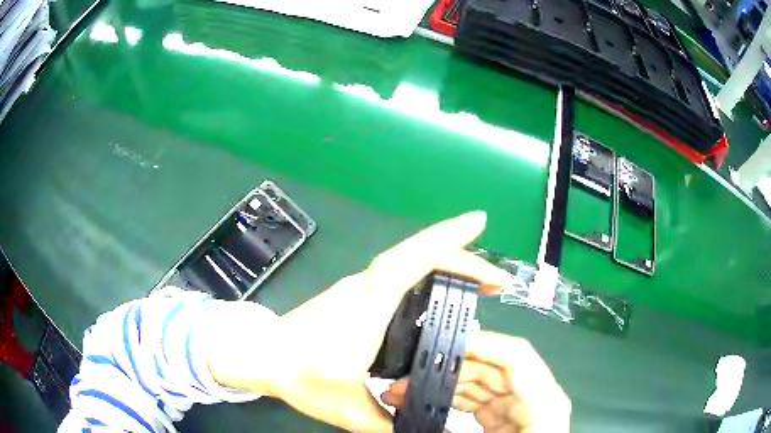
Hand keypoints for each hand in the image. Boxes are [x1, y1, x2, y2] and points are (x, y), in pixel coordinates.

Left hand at [205, 211, 512, 431]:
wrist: (262, 353)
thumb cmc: (298, 373)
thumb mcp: (344, 406)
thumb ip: (385, 423)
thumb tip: (424, 432)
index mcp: (368, 306)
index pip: (410, 260)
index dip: (447, 238)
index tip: (478, 221)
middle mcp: (366, 287)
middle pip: (419, 256)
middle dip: (464, 259)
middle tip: (498, 282)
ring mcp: (359, 287)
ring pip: (410, 261)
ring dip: (448, 264)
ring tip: (480, 285)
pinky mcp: (355, 294)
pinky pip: (400, 272)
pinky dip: (428, 272)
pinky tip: (441, 292)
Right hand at [381, 331, 570, 432]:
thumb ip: (457, 428)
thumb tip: (415, 416)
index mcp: (543, 402)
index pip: (516, 357)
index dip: (481, 344)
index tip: (437, 345)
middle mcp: (533, 398)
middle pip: (491, 368)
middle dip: (446, 368)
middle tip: (404, 378)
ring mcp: (517, 408)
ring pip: (479, 383)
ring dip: (442, 384)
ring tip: (404, 392)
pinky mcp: (503, 419)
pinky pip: (476, 400)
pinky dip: (450, 398)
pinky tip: (424, 402)